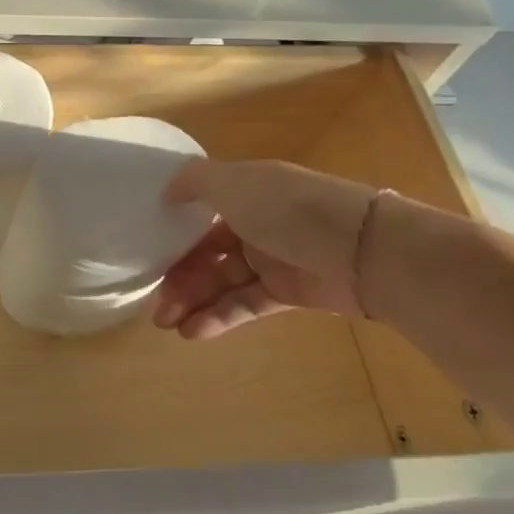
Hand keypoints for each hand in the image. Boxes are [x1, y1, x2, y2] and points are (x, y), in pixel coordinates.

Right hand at [153, 160, 378, 338]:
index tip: (148, 256)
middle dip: (179, 279)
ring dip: (193, 302)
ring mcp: (273, 259)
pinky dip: (220, 317)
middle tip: (156, 308)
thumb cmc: (290, 210)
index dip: (174, 235)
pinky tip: (194, 331)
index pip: (200, 215)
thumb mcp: (235, 183)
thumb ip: (195, 182)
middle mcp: (257, 223)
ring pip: (222, 282)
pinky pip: (246, 304)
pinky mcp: (288, 292)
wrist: (365, 251)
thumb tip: (167, 190)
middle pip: (207, 253)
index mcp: (245, 193)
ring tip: (167, 324)